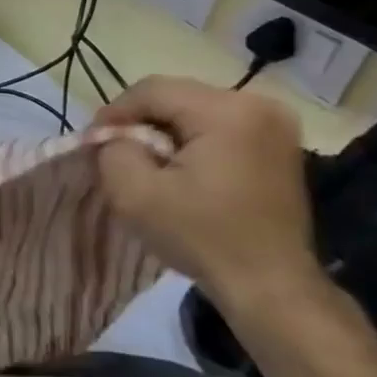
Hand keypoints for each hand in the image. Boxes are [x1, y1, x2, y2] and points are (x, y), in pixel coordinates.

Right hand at [92, 76, 325, 316]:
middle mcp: (259, 105)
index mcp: (227, 111)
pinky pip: (219, 125)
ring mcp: (275, 124)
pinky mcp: (279, 143)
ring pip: (196, 109)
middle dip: (141, 121)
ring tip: (148, 162)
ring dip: (165, 130)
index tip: (96, 143)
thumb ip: (113, 150)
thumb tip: (117, 136)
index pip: (151, 90)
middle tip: (118, 153)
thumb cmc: (201, 237)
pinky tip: (181, 169)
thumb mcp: (133, 193)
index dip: (115, 112)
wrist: (270, 285)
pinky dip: (192, 139)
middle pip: (176, 96)